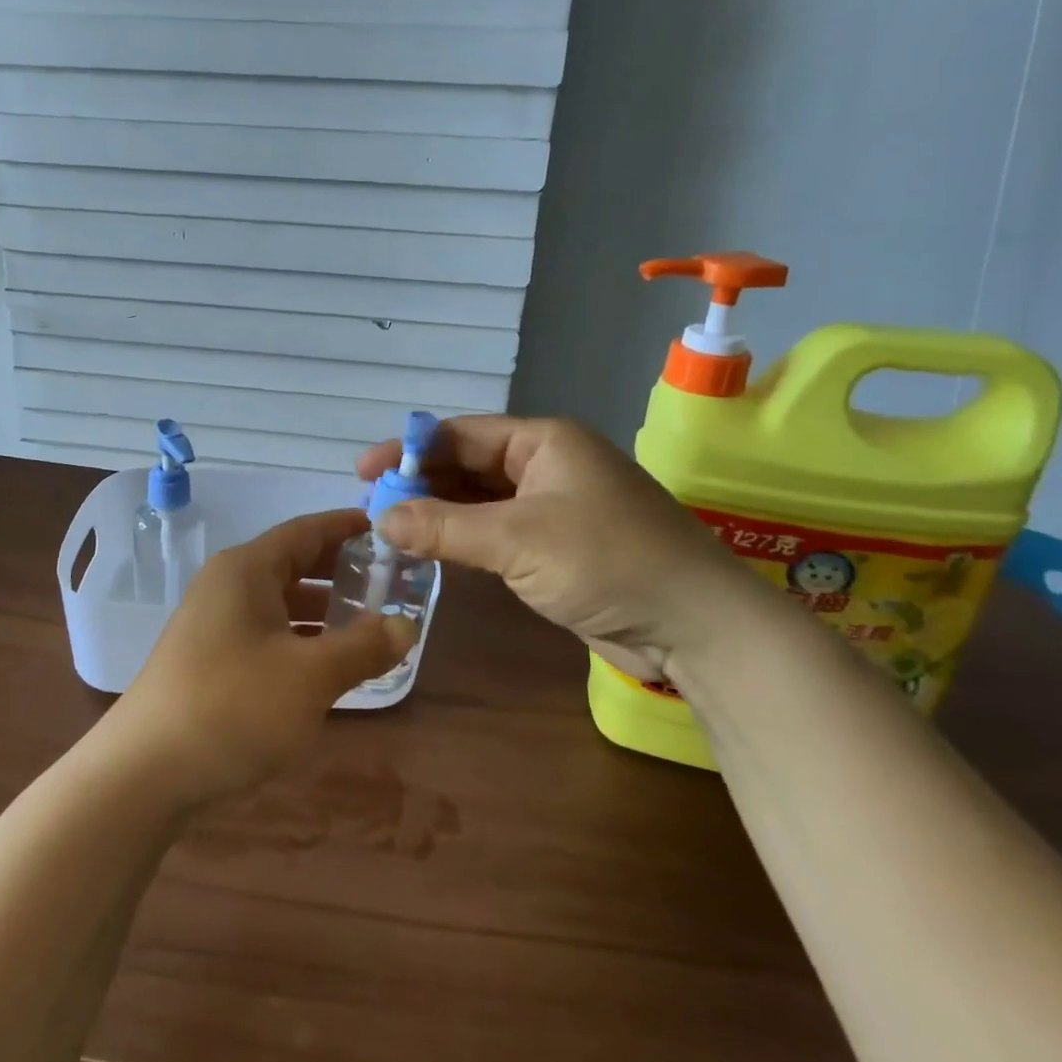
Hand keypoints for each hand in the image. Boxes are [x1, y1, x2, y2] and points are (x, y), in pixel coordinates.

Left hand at [108, 509, 417, 808]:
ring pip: (278, 602)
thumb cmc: (233, 707)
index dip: (346, 527)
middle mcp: (227, 585)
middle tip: (387, 581)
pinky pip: (264, 632)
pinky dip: (298, 638)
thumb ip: (363, 647)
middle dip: (339, 571)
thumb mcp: (310, 677)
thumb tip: (407, 625)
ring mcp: (212, 622)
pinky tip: (324, 665)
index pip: (305, 531)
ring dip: (321, 609)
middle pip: (292, 563)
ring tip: (366, 624)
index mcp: (247, 570)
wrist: (144, 772)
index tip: (384, 529)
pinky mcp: (207, 658)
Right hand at [357, 415, 751, 680]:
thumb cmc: (608, 561)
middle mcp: (546, 465)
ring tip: (389, 528)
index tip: (365, 473)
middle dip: (421, 483)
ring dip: (438, 513)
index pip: (461, 434)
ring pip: (479, 501)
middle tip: (372, 507)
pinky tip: (430, 549)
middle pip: (468, 464)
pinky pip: (496, 532)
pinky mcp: (555, 547)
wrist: (696, 626)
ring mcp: (552, 507)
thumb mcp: (517, 540)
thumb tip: (380, 518)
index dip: (409, 450)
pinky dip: (462, 539)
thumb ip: (444, 527)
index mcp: (543, 441)